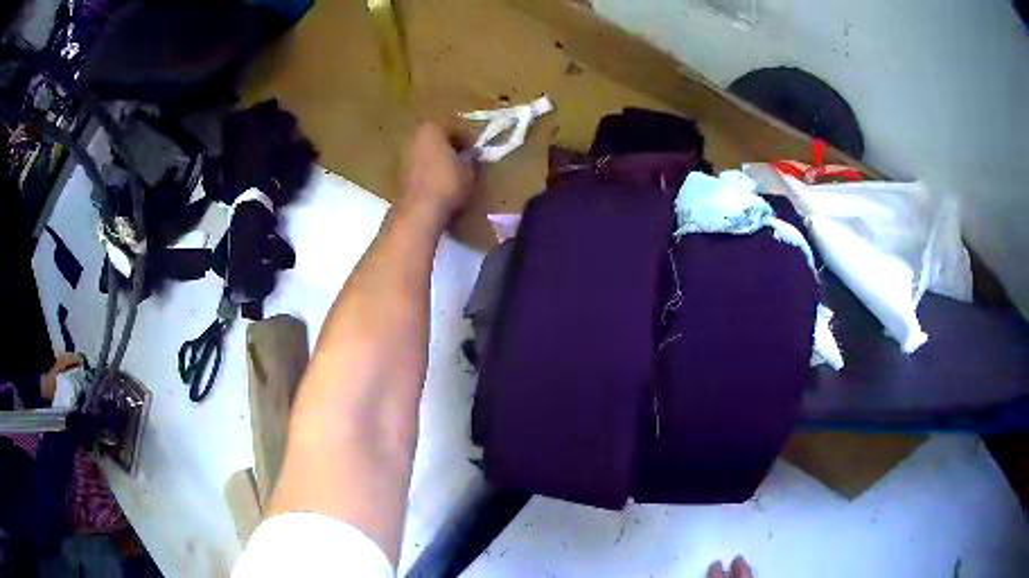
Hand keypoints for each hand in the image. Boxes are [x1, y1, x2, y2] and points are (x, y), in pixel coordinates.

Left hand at [401, 123, 475, 219]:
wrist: (419, 210)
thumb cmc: (448, 183)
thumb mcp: (468, 169)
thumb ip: (471, 157)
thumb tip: (472, 153)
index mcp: (432, 128)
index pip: (455, 127)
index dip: (468, 139)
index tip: (476, 150)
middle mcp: (414, 136)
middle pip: (437, 137)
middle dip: (451, 146)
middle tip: (465, 159)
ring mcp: (404, 154)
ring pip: (427, 151)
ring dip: (439, 158)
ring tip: (453, 171)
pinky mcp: (399, 172)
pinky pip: (420, 164)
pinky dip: (430, 169)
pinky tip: (440, 181)